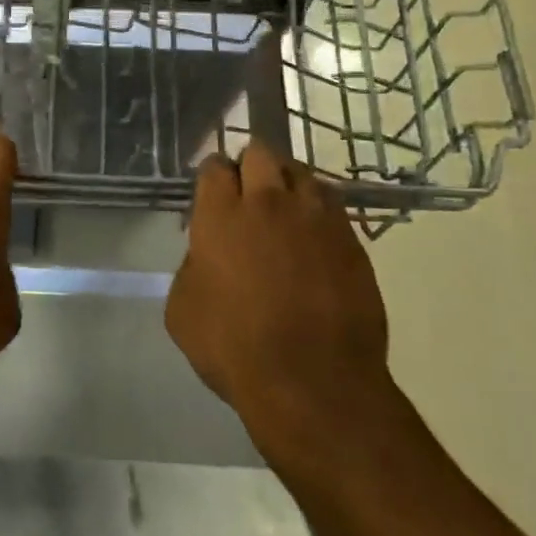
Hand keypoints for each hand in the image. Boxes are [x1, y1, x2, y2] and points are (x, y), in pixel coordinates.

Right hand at [165, 143, 390, 458]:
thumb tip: (207, 256)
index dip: (211, 176)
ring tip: (284, 211)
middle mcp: (270, 203)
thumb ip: (192, 267)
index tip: (211, 194)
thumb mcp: (183, 310)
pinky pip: (333, 207)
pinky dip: (318, 212)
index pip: (214, 166)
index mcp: (221, 215)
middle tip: (246, 194)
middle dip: (250, 165)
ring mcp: (317, 218)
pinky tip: (313, 238)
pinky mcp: (352, 240)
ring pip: (302, 172)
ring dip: (288, 183)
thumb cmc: (234, 348)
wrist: (313, 383)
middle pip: (261, 152)